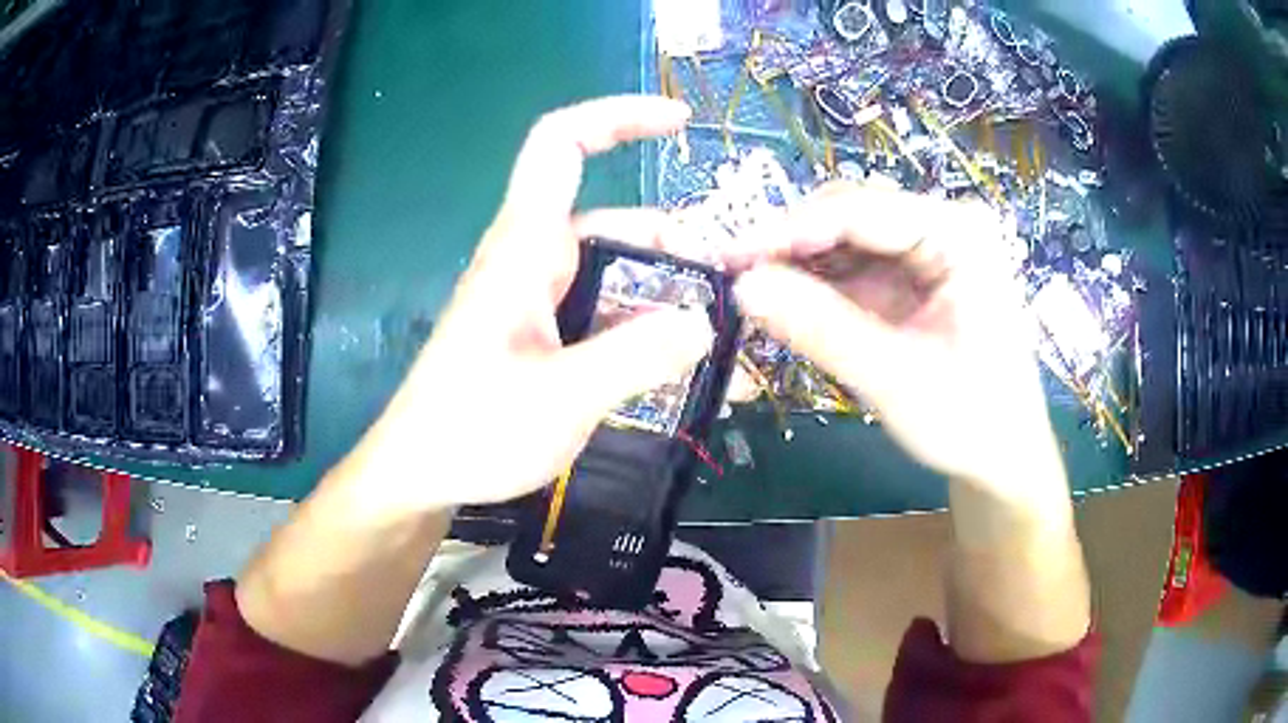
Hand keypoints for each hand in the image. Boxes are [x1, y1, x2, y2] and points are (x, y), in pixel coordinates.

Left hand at [337, 96, 713, 512]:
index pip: (562, 144)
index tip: (681, 122)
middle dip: (680, 245)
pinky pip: (608, 314)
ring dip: (671, 296)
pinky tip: (686, 367)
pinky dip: (648, 329)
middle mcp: (535, 260)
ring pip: (620, 273)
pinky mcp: (546, 334)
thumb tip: (706, 321)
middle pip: (618, 222)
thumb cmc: (473, 429)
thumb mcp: (562, 397)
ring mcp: (542, 300)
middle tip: (733, 294)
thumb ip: (638, 356)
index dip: (618, 117)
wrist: (422, 474)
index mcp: (525, 248)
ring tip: (725, 342)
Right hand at [731, 183, 1065, 500]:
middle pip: (851, 216)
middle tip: (734, 278)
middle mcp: (945, 228)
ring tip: (754, 294)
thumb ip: (820, 329)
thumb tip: (743, 287)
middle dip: (792, 246)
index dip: (789, 230)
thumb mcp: (895, 378)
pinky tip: (790, 304)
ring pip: (847, 240)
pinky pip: (856, 268)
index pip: (861, 210)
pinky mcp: (916, 279)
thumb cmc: (970, 421)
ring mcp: (930, 252)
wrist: (1002, 459)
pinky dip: (820, 287)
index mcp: (959, 234)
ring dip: (801, 266)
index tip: (729, 257)